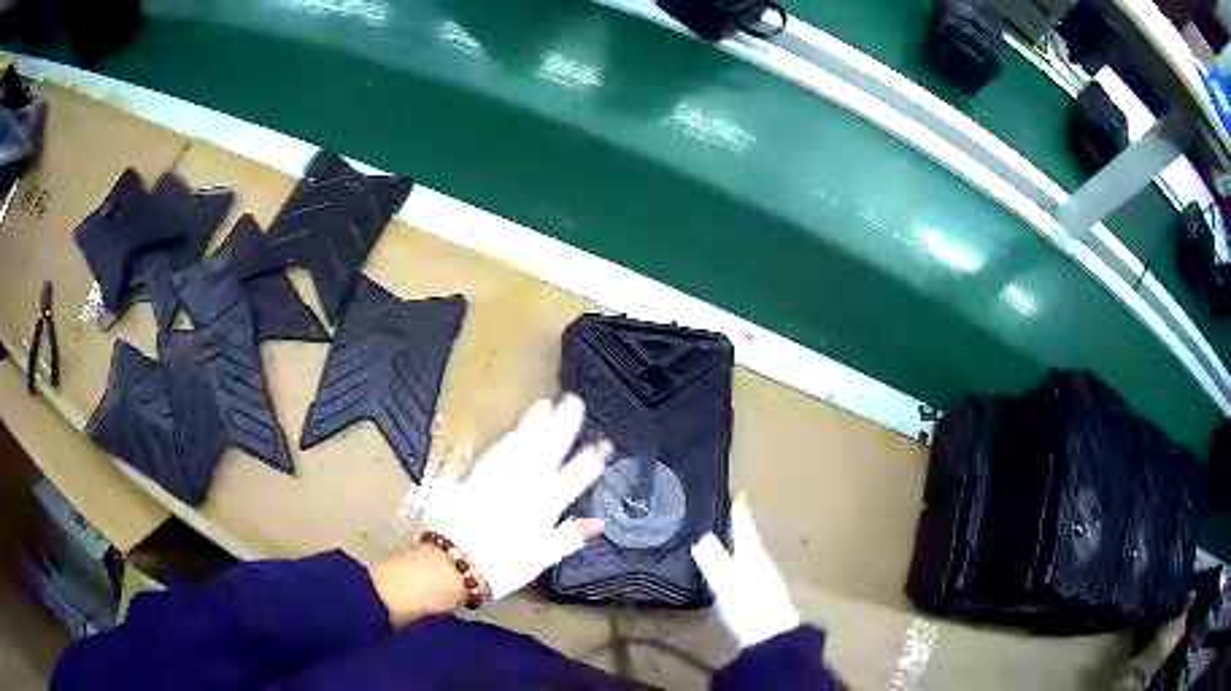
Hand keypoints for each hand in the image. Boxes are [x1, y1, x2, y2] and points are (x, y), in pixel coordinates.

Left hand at [425, 395, 610, 601]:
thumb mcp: (542, 558)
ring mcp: (499, 480)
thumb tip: (598, 523)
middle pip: (547, 452)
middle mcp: (524, 488)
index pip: (573, 479)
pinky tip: (513, 432)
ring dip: (535, 425)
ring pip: (521, 446)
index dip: (589, 461)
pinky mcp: (476, 480)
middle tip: (574, 402)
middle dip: (563, 427)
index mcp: (544, 507)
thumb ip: (569, 537)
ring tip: (546, 404)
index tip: (603, 444)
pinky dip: (508, 441)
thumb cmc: (503, 566)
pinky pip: (496, 455)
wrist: (455, 562)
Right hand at [691, 494, 800, 648]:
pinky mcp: (761, 599)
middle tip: (724, 516)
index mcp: (754, 554)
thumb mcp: (726, 580)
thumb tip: (701, 536)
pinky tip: (730, 577)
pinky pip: (747, 573)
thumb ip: (713, 559)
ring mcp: (764, 581)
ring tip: (722, 544)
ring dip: (737, 548)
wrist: (772, 638)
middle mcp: (761, 563)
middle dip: (737, 529)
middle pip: (748, 541)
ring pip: (748, 557)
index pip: (744, 526)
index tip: (737, 493)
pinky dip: (738, 567)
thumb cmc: (749, 604)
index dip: (739, 511)